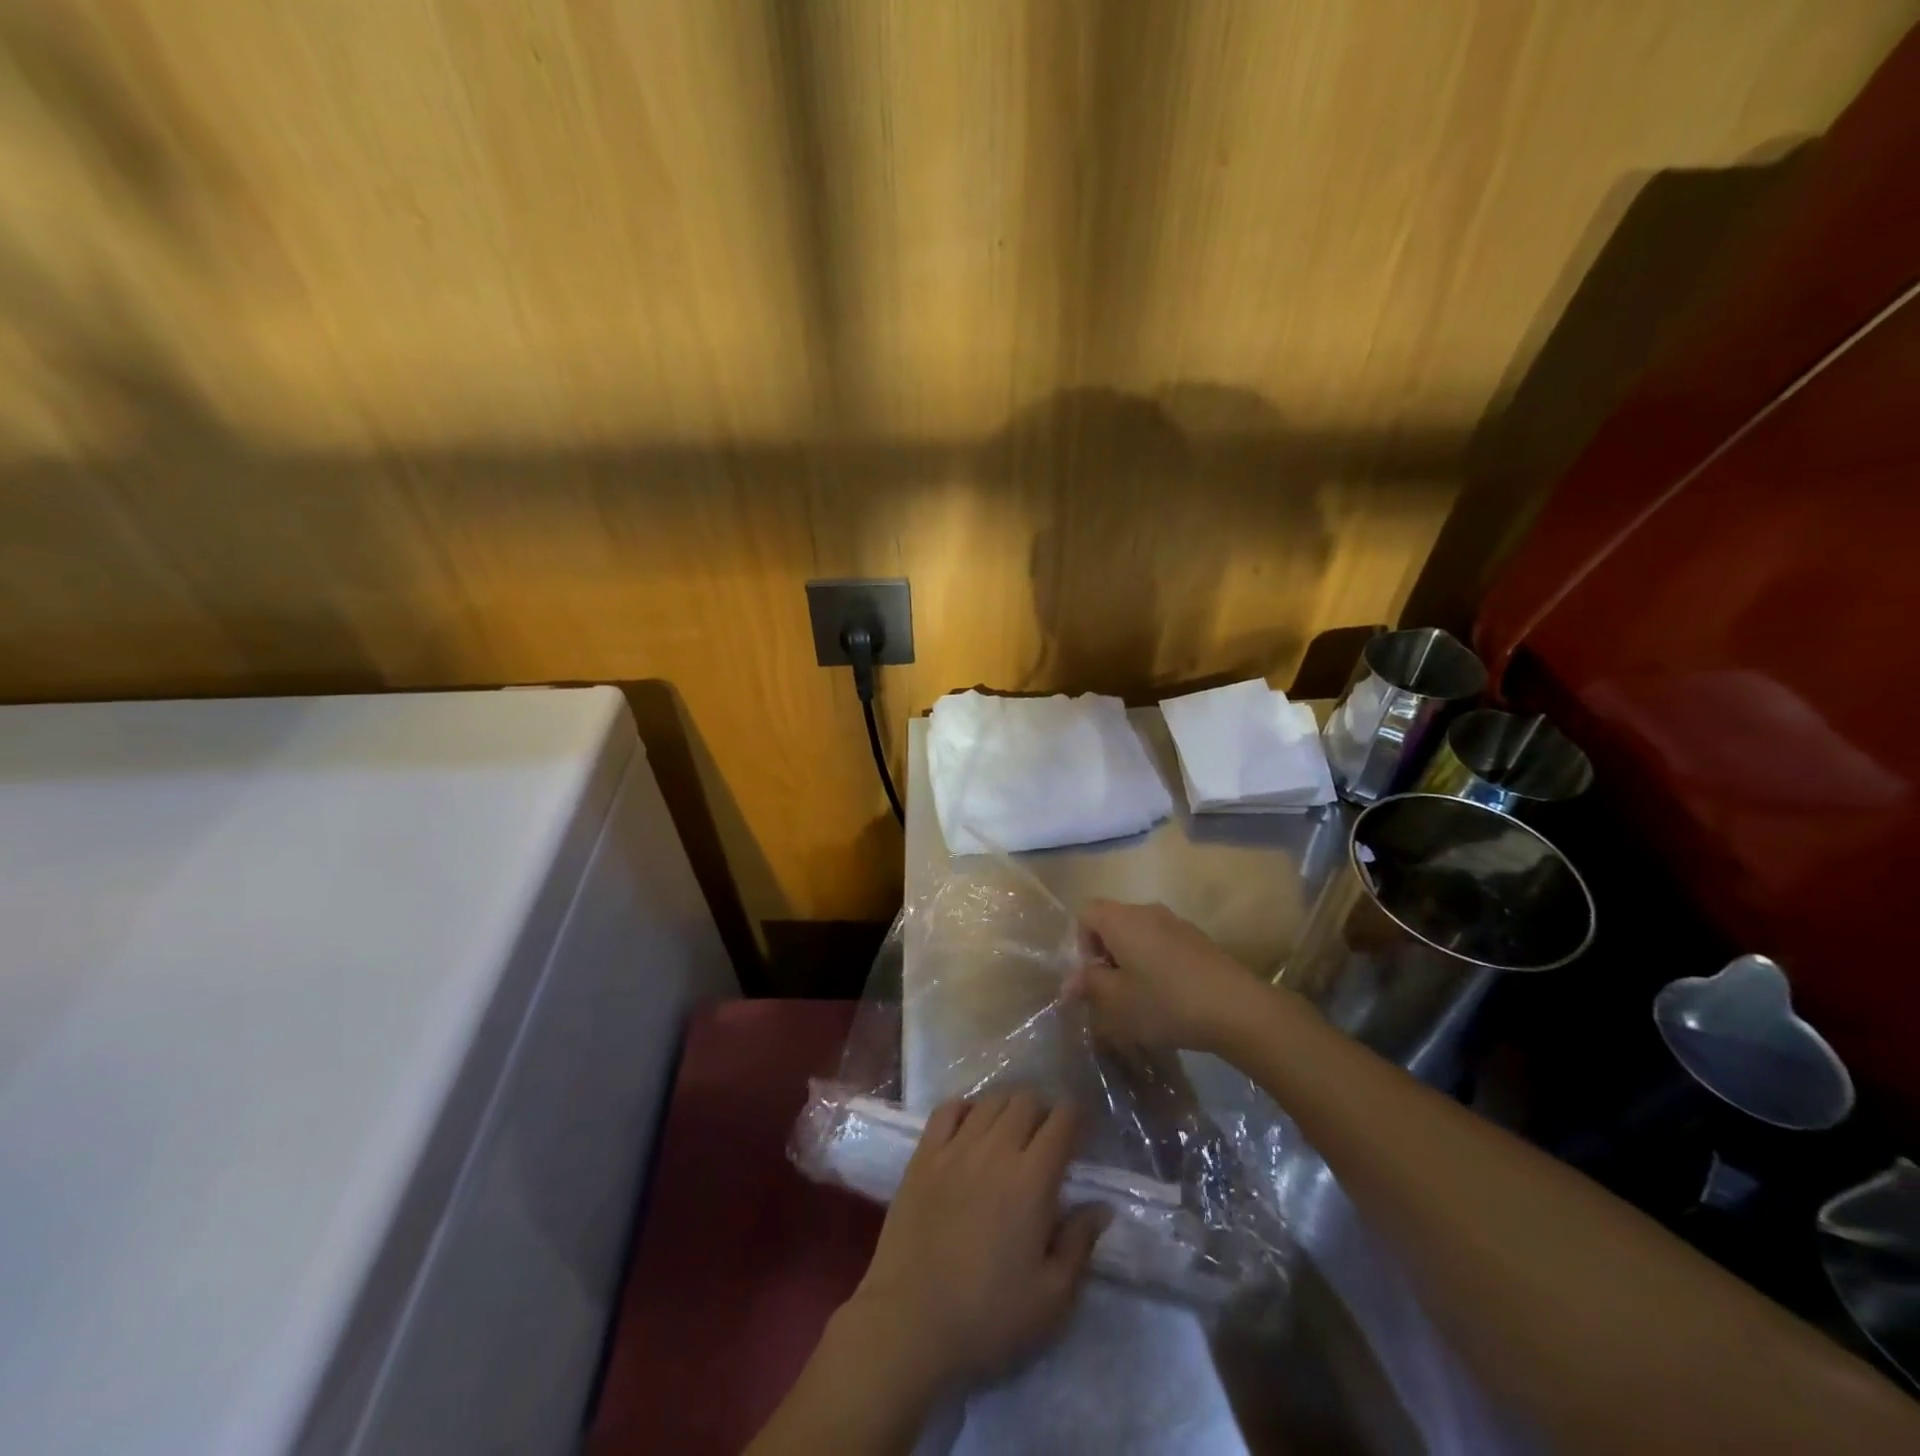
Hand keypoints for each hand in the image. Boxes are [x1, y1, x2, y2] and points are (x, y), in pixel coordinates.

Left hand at [839, 1092, 1107, 1397]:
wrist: (909, 1324)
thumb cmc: (988, 1318)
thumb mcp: (1052, 1299)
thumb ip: (1080, 1244)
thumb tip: (1100, 1206)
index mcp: (1032, 1179)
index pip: (1063, 1120)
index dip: (1077, 1119)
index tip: (1082, 1135)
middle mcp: (995, 1149)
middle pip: (1026, 1100)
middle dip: (1043, 1111)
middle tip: (1046, 1140)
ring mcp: (955, 1147)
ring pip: (989, 1100)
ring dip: (1008, 1107)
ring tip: (1011, 1132)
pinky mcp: (923, 1155)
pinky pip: (947, 1109)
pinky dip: (966, 1108)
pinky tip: (970, 1127)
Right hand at [1067, 898, 1265, 1052]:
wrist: (1236, 1008)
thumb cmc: (1165, 1002)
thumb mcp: (1117, 1001)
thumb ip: (1089, 985)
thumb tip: (1070, 981)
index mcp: (1121, 919)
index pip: (1085, 913)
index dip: (1080, 943)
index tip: (1092, 976)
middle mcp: (1146, 911)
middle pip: (1112, 921)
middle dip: (1105, 954)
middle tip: (1111, 991)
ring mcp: (1176, 922)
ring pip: (1138, 933)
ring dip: (1130, 960)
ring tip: (1139, 997)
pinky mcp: (1198, 939)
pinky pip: (1162, 942)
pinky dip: (1155, 962)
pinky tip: (1168, 996)